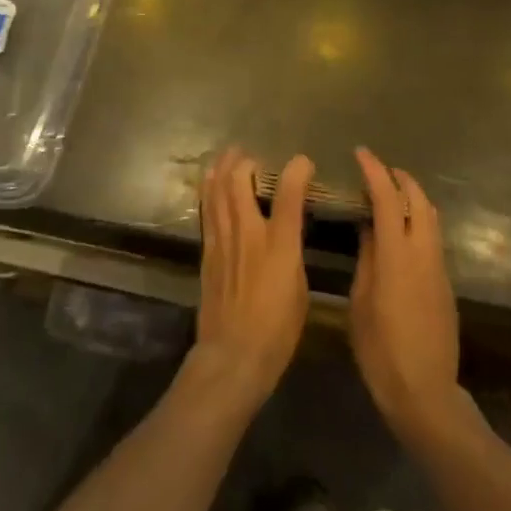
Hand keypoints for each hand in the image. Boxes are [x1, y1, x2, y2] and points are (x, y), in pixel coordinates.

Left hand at [190, 147, 312, 414]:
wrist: (233, 356)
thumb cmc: (278, 329)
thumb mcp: (299, 287)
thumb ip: (293, 250)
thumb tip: (290, 230)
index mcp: (279, 244)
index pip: (288, 193)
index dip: (297, 170)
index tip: (303, 162)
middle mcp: (248, 233)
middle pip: (239, 182)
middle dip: (245, 161)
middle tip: (251, 154)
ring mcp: (223, 241)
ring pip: (216, 192)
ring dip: (221, 169)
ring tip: (227, 156)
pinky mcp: (207, 253)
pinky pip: (207, 211)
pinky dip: (208, 192)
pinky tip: (209, 184)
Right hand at [349, 147, 463, 443]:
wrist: (424, 391)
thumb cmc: (380, 349)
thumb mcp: (361, 300)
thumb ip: (367, 257)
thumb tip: (368, 226)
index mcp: (396, 254)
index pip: (388, 198)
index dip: (374, 171)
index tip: (361, 153)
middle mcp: (423, 252)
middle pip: (418, 199)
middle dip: (399, 178)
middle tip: (378, 170)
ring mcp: (439, 267)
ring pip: (431, 216)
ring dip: (413, 196)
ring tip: (391, 193)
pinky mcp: (446, 283)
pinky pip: (434, 236)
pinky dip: (419, 219)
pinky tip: (403, 230)